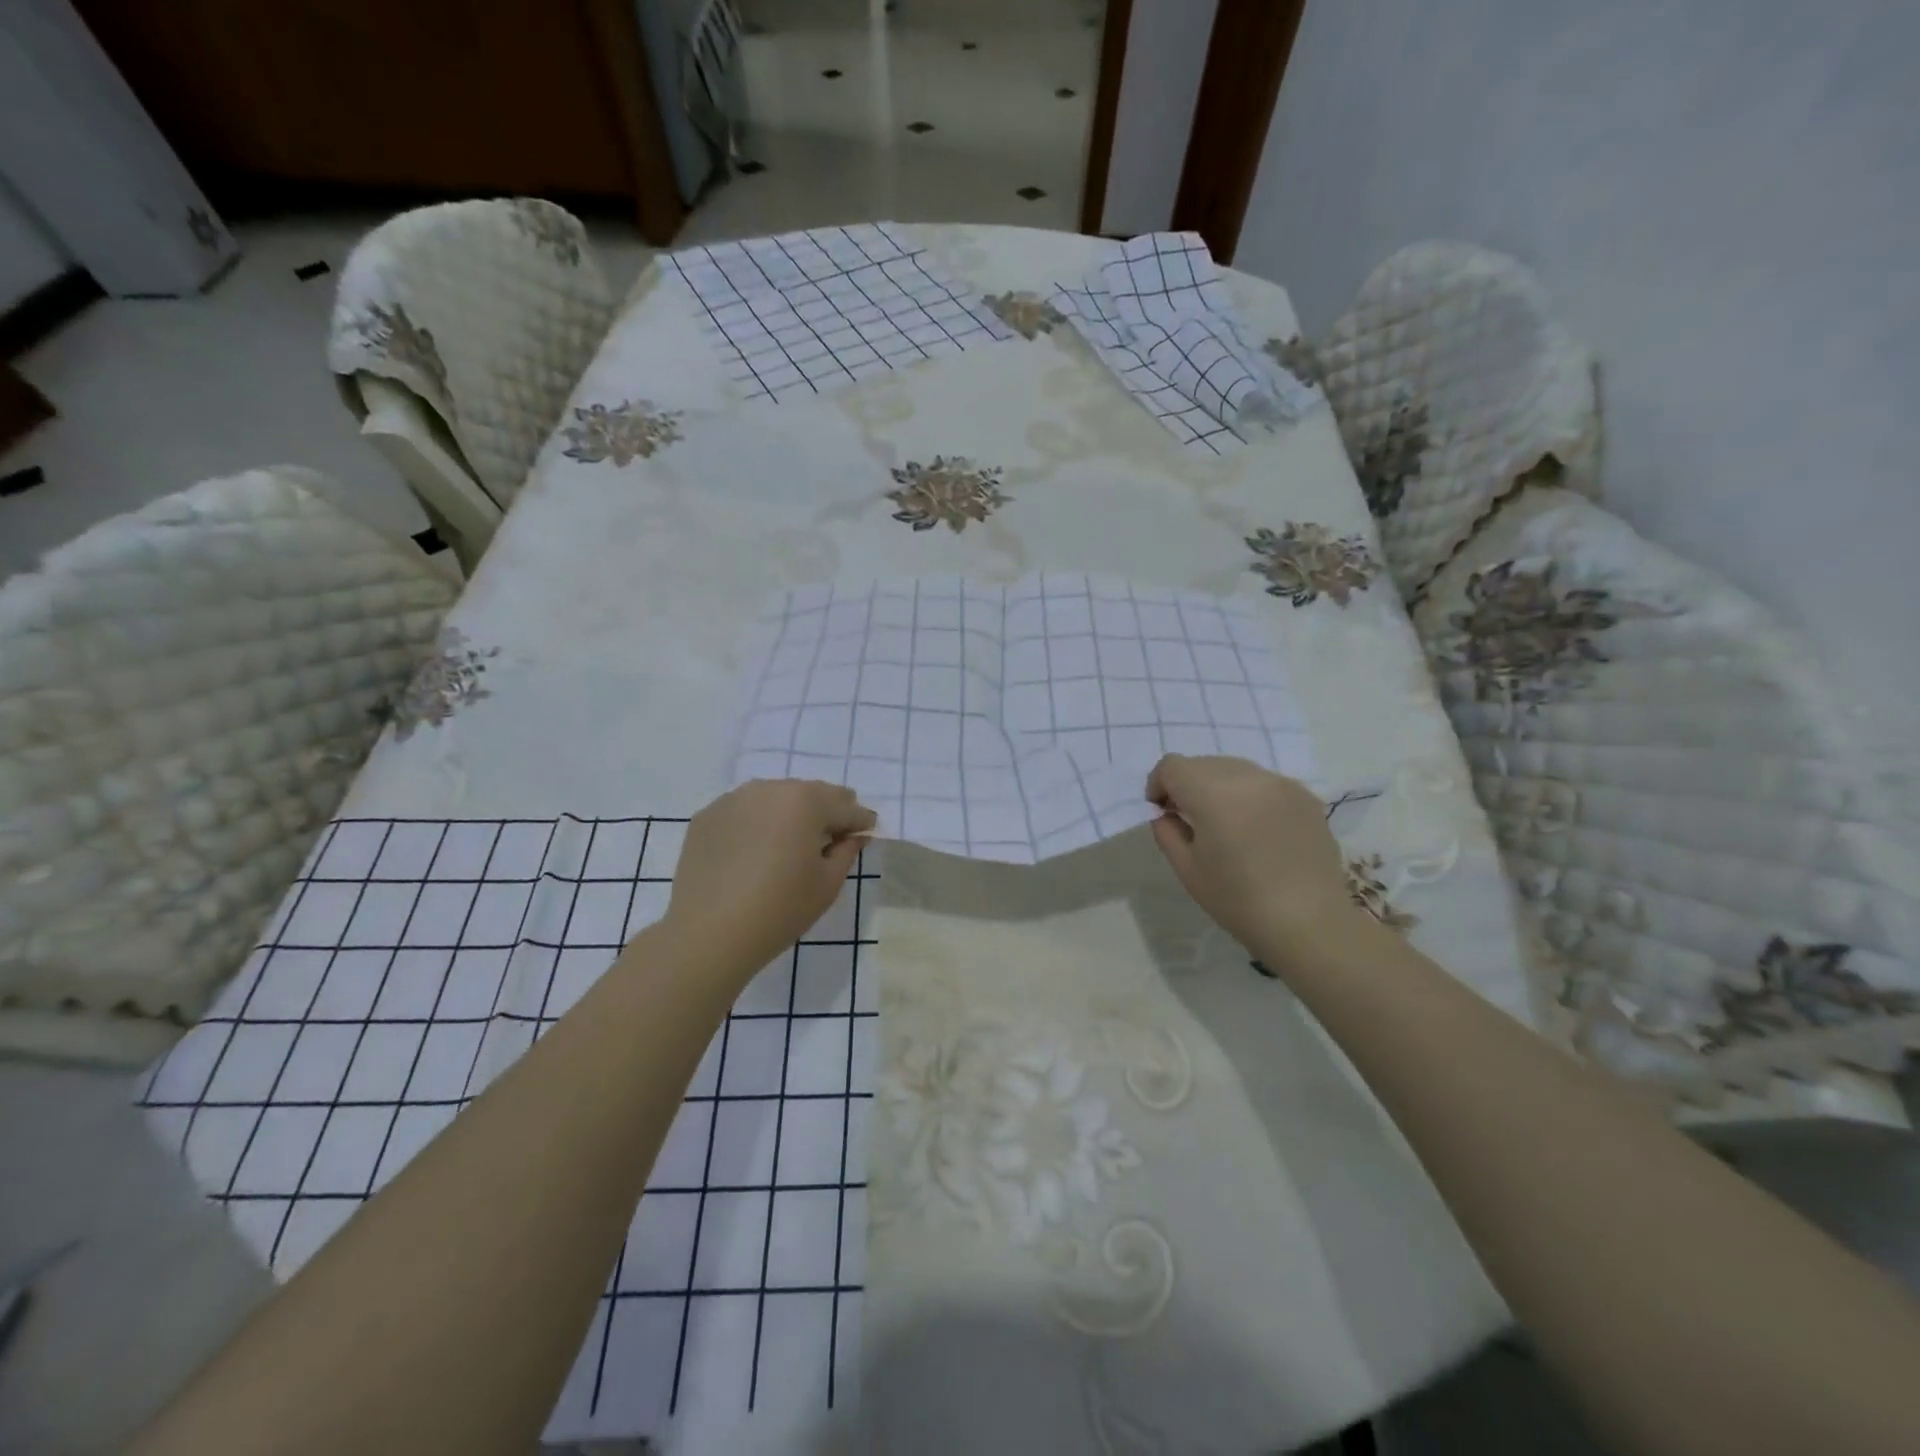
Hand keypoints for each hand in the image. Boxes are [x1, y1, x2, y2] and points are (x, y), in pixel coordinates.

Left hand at [660, 781, 875, 981]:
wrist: (708, 934)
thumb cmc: (780, 909)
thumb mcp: (828, 883)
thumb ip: (847, 851)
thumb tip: (854, 836)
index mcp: (806, 801)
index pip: (845, 805)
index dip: (860, 822)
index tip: (866, 834)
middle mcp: (770, 788)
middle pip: (810, 794)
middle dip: (825, 813)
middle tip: (832, 838)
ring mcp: (734, 799)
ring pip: (775, 798)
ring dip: (789, 815)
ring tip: (790, 845)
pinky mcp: (708, 816)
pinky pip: (745, 812)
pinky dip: (757, 824)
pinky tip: (755, 853)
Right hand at [1145, 755, 1361, 961]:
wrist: (1308, 922)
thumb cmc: (1238, 900)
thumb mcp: (1187, 869)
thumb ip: (1167, 832)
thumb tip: (1166, 814)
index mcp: (1212, 792)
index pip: (1172, 766)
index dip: (1158, 785)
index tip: (1162, 812)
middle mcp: (1247, 776)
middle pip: (1204, 763)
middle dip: (1188, 785)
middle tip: (1189, 818)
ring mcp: (1281, 783)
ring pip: (1236, 770)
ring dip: (1220, 787)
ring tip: (1225, 824)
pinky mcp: (1306, 796)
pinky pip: (1265, 784)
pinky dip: (1251, 796)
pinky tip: (1257, 830)